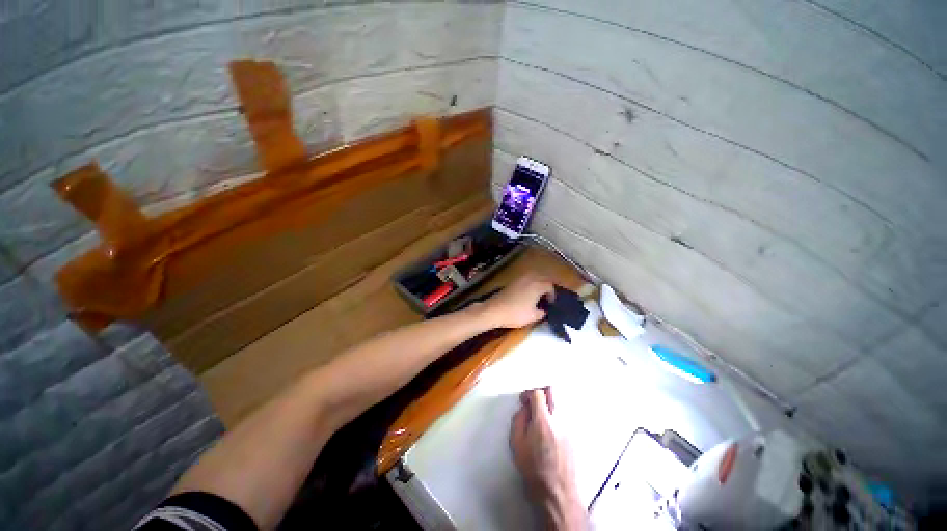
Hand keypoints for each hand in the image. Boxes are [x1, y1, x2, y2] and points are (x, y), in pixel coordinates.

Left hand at [479, 275, 554, 328]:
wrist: (495, 310)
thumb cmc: (516, 313)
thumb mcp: (534, 316)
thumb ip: (543, 312)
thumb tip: (544, 310)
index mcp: (537, 285)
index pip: (550, 286)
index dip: (552, 295)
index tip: (551, 304)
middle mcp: (529, 278)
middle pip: (542, 280)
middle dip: (545, 289)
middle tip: (546, 300)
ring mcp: (519, 279)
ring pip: (533, 280)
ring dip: (537, 287)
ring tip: (536, 299)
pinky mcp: (511, 283)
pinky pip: (525, 282)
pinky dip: (528, 287)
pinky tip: (526, 297)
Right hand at [510, 388, 584, 530]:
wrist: (558, 493)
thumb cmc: (535, 471)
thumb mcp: (517, 444)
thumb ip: (519, 420)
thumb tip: (524, 409)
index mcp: (543, 421)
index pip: (538, 393)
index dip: (528, 393)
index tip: (523, 401)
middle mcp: (559, 420)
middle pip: (553, 391)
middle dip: (541, 391)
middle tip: (533, 402)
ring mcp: (569, 426)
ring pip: (560, 402)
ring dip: (549, 404)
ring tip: (540, 417)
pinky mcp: (574, 435)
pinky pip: (564, 415)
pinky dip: (555, 415)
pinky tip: (549, 429)